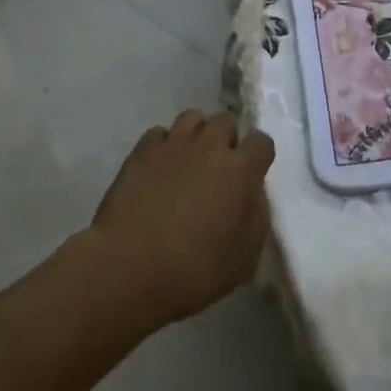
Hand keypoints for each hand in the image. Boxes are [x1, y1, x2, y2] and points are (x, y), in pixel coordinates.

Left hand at [88, 109, 275, 328]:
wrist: (128, 270)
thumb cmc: (193, 273)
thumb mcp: (244, 259)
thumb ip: (256, 218)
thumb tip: (252, 194)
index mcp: (239, 170)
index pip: (261, 142)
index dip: (258, 157)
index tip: (252, 175)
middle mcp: (209, 146)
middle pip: (226, 121)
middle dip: (226, 139)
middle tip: (218, 169)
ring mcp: (173, 144)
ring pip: (192, 117)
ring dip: (196, 135)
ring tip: (189, 161)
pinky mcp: (141, 151)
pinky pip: (159, 133)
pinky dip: (163, 145)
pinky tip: (158, 169)